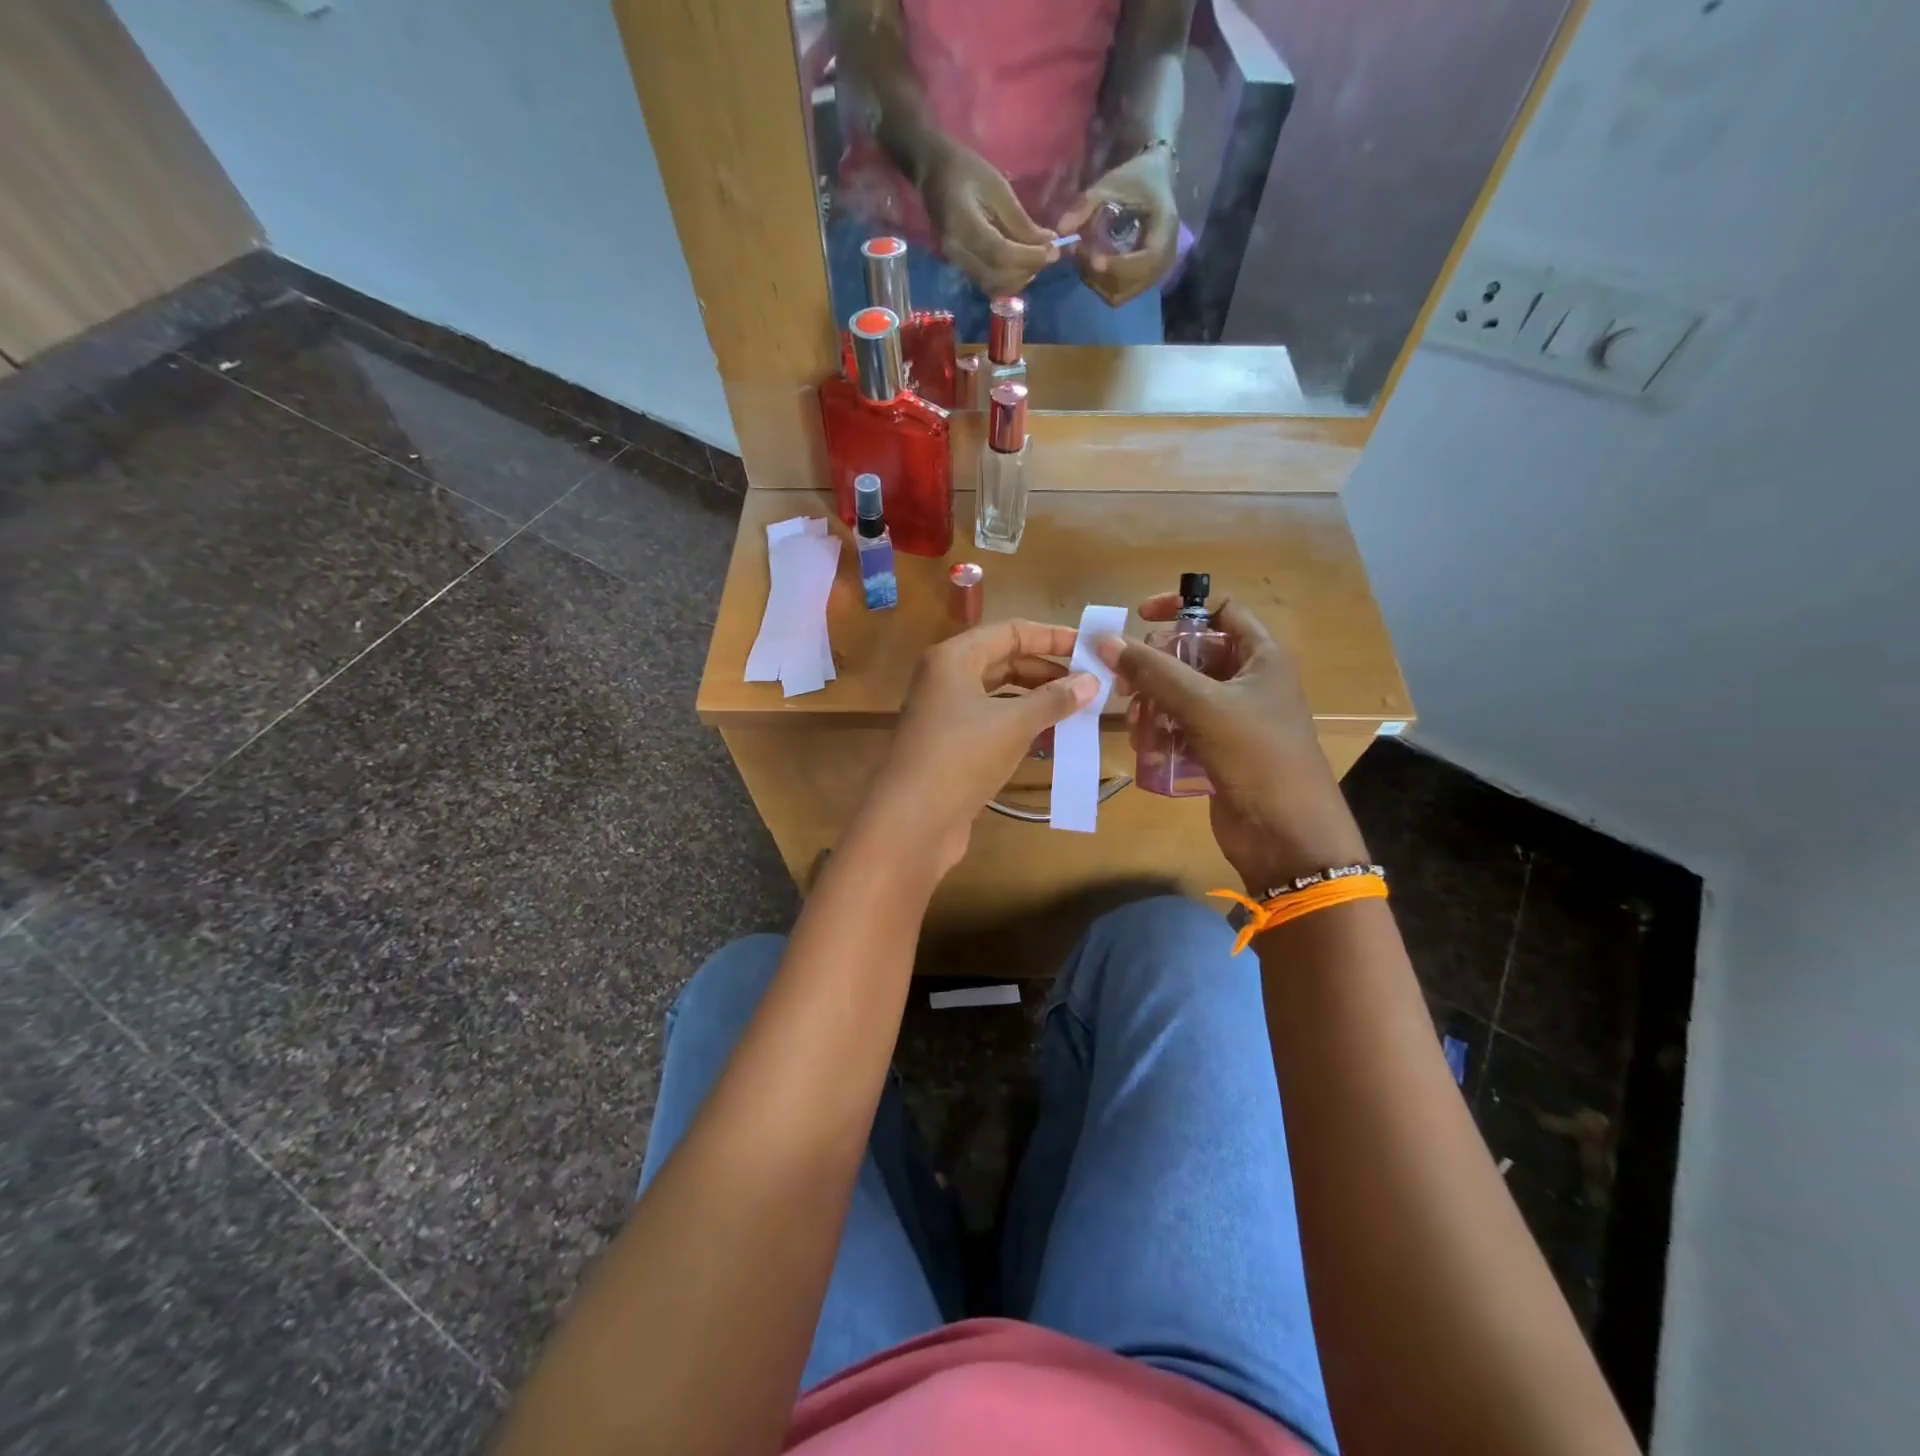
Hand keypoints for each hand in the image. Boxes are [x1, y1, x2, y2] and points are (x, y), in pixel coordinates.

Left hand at [862, 620, 1095, 874]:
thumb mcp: (1014, 723)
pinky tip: (1051, 739)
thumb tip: (1093, 681)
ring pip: (1000, 696)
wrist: (912, 821)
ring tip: (1078, 711)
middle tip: (1089, 684)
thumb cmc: (962, 757)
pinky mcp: (951, 746)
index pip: (1010, 632)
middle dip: (1047, 672)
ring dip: (1037, 701)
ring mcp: (945, 714)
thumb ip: (1054, 699)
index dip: (1051, 637)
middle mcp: (946, 679)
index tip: (1089, 648)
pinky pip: (993, 724)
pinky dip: (1021, 727)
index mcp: (954, 658)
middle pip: (1004, 662)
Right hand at [920, 143, 1059, 296]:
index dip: (1028, 257)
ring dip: (1020, 278)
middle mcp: (957, 252)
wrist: (934, 174)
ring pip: (994, 286)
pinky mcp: (962, 268)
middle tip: (1048, 254)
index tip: (1052, 251)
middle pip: (997, 277)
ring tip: (1036, 259)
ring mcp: (957, 263)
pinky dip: (1009, 279)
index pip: (1000, 254)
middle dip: (1027, 270)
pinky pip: (988, 283)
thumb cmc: (967, 171)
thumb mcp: (999, 188)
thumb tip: (1048, 244)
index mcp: (963, 225)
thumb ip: (1021, 221)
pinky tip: (1021, 263)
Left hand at [1056, 146, 1179, 306]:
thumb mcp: (1113, 182)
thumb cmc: (1137, 177)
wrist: (1156, 178)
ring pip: (1122, 294)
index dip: (1119, 266)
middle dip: (1102, 275)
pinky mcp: (1144, 279)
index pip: (1145, 262)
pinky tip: (1093, 266)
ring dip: (1099, 282)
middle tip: (1080, 254)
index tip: (1094, 260)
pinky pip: (1121, 294)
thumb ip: (1086, 205)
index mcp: (1164, 231)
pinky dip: (1103, 285)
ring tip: (1084, 258)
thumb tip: (1061, 230)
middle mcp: (1165, 258)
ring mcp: (1155, 273)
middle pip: (1130, 284)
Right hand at [1097, 594, 1368, 892]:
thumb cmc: (1257, 757)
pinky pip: (1182, 727)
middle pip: (1193, 654)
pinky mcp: (1219, 750)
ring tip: (1133, 722)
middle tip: (1125, 683)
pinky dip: (1161, 731)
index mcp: (1262, 657)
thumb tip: (1105, 639)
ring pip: (1182, 693)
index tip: (1139, 618)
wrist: (1287, 835)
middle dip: (1155, 665)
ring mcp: (1234, 719)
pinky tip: (1143, 745)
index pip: (1221, 611)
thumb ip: (1153, 671)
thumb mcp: (1203, 706)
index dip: (1182, 608)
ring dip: (1152, 702)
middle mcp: (1249, 681)